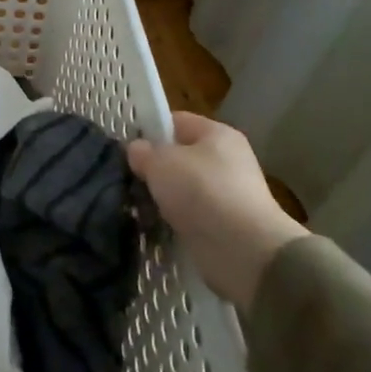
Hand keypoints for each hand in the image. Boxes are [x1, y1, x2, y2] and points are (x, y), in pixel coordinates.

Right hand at [127, 112, 308, 310]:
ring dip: (161, 199)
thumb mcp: (161, 162)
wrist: (244, 249)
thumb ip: (143, 152)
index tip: (126, 148)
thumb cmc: (202, 191)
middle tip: (128, 181)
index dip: (150, 130)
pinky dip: (172, 222)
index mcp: (217, 134)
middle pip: (179, 158)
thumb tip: (137, 150)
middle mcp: (226, 161)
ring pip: (182, 190)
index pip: (176, 122)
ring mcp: (227, 195)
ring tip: (136, 208)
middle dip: (153, 170)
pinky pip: (189, 217)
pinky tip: (152, 228)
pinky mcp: (224, 226)